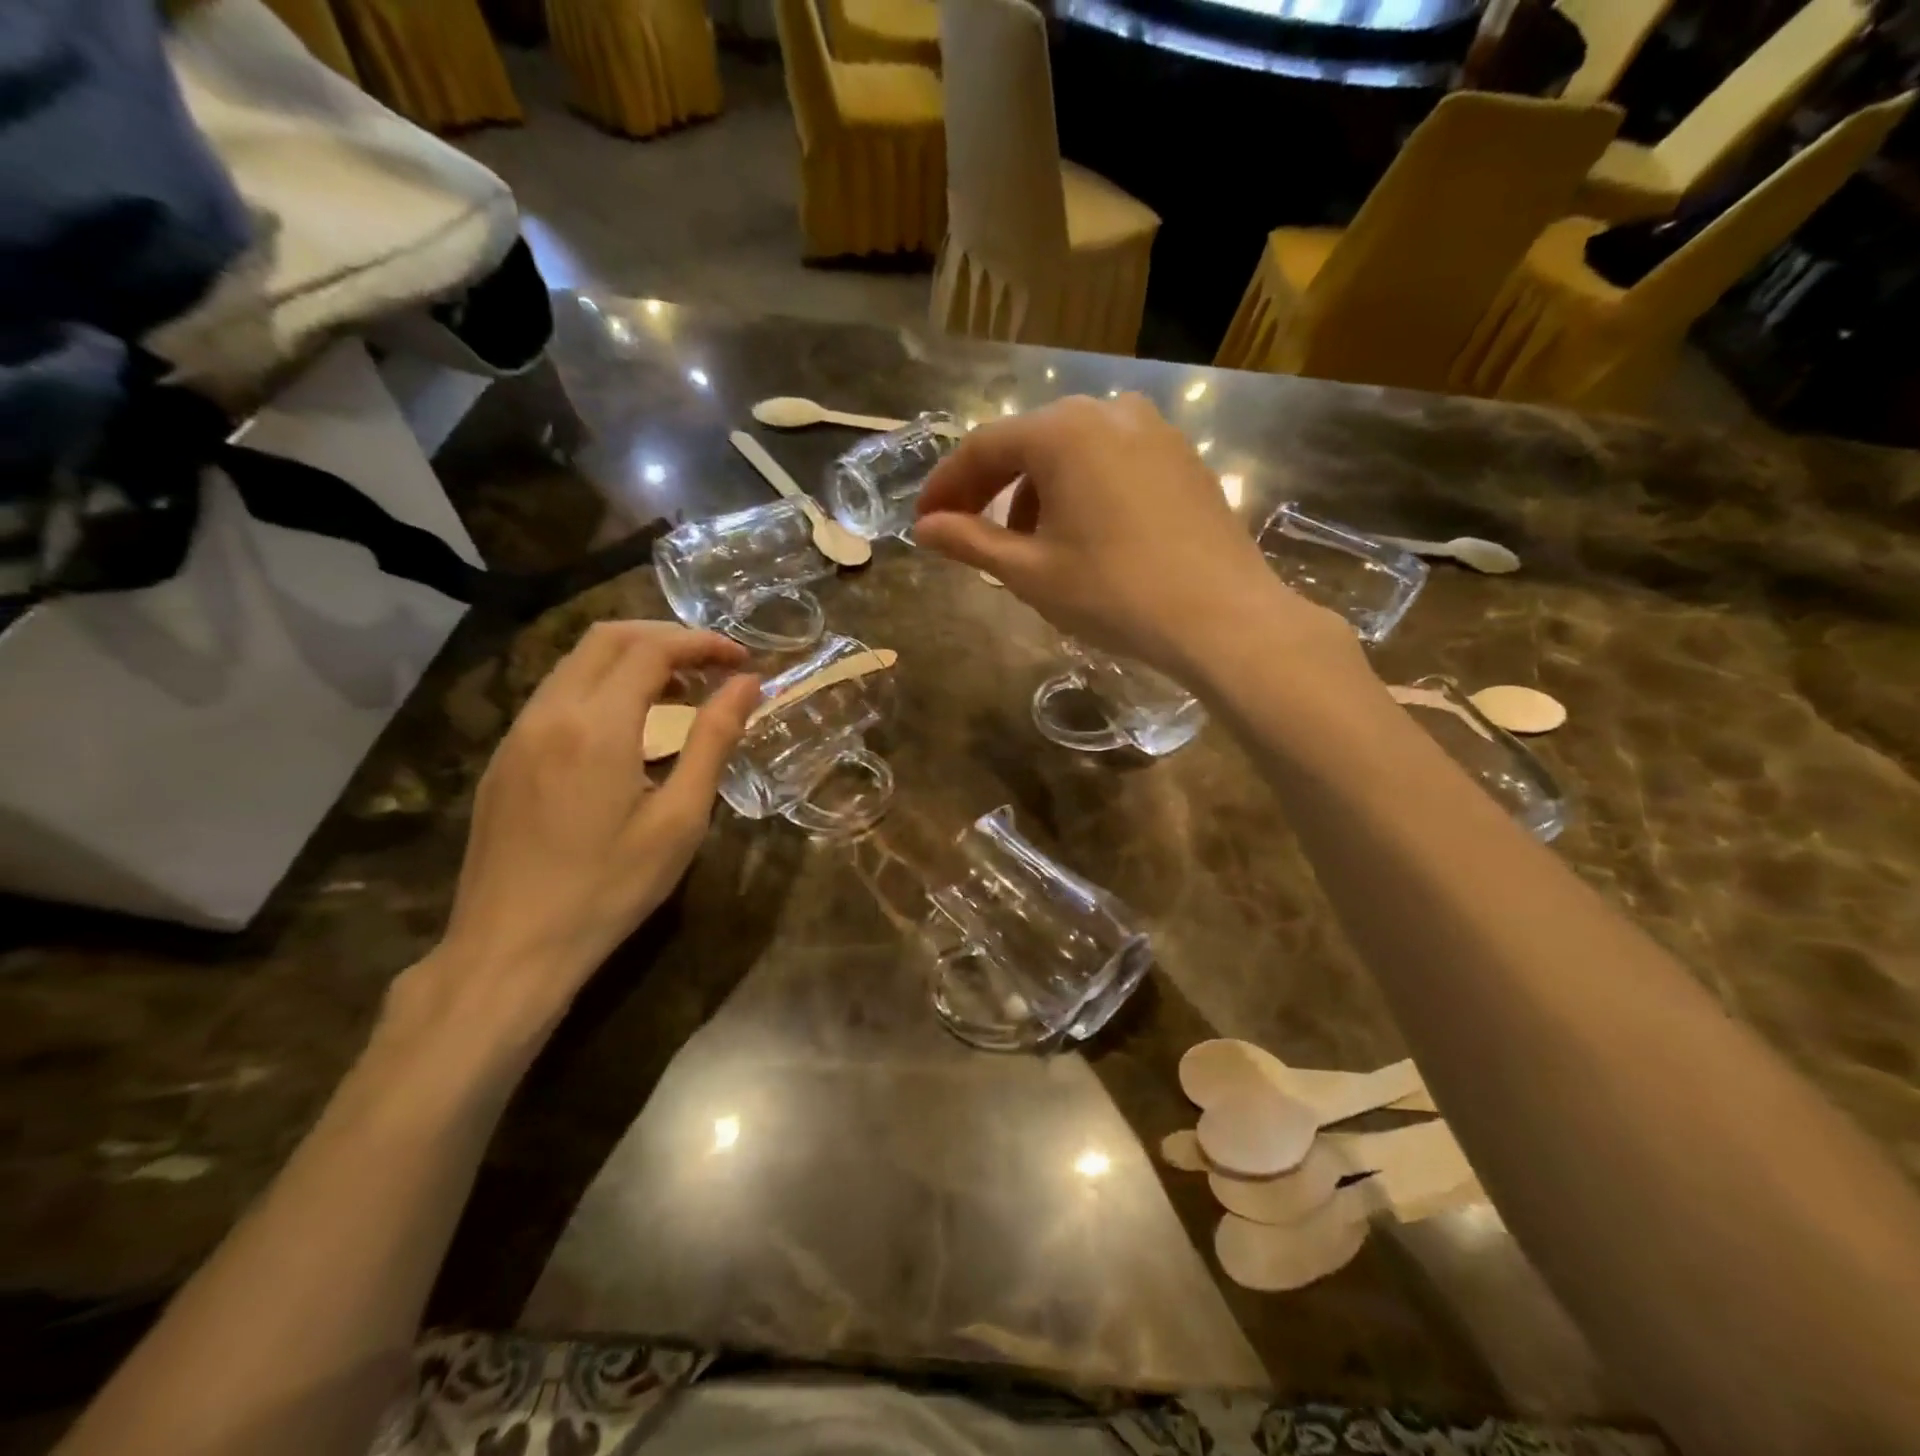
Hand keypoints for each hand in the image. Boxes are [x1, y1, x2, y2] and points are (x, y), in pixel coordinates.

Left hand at [422, 621, 759, 1027]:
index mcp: (597, 726)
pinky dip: (602, 686)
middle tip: (713, 665)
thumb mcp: (679, 819)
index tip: (742, 660)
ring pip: (577, 662)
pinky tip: (630, 726)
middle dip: (667, 637)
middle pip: (608, 638)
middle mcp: (550, 712)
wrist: (510, 948)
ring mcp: (518, 733)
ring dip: (633, 659)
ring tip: (680, 691)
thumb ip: (713, 741)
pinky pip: (557, 694)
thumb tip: (747, 686)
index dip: (703, 643)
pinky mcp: (504, 757)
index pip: (652, 649)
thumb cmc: (610, 888)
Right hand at [913, 395, 1339, 677]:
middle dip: (992, 489)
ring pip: (1073, 452)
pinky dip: (1082, 490)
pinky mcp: (1183, 459)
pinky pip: (1113, 462)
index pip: (983, 448)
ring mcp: (1154, 431)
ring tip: (1030, 545)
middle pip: (1029, 443)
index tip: (925, 522)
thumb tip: (923, 528)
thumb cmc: (1112, 593)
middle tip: (969, 533)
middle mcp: (1108, 412)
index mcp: (1063, 432)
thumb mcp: (1029, 572)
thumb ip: (969, 542)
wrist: (1221, 617)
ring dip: (1038, 492)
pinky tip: (1084, 535)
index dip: (946, 486)